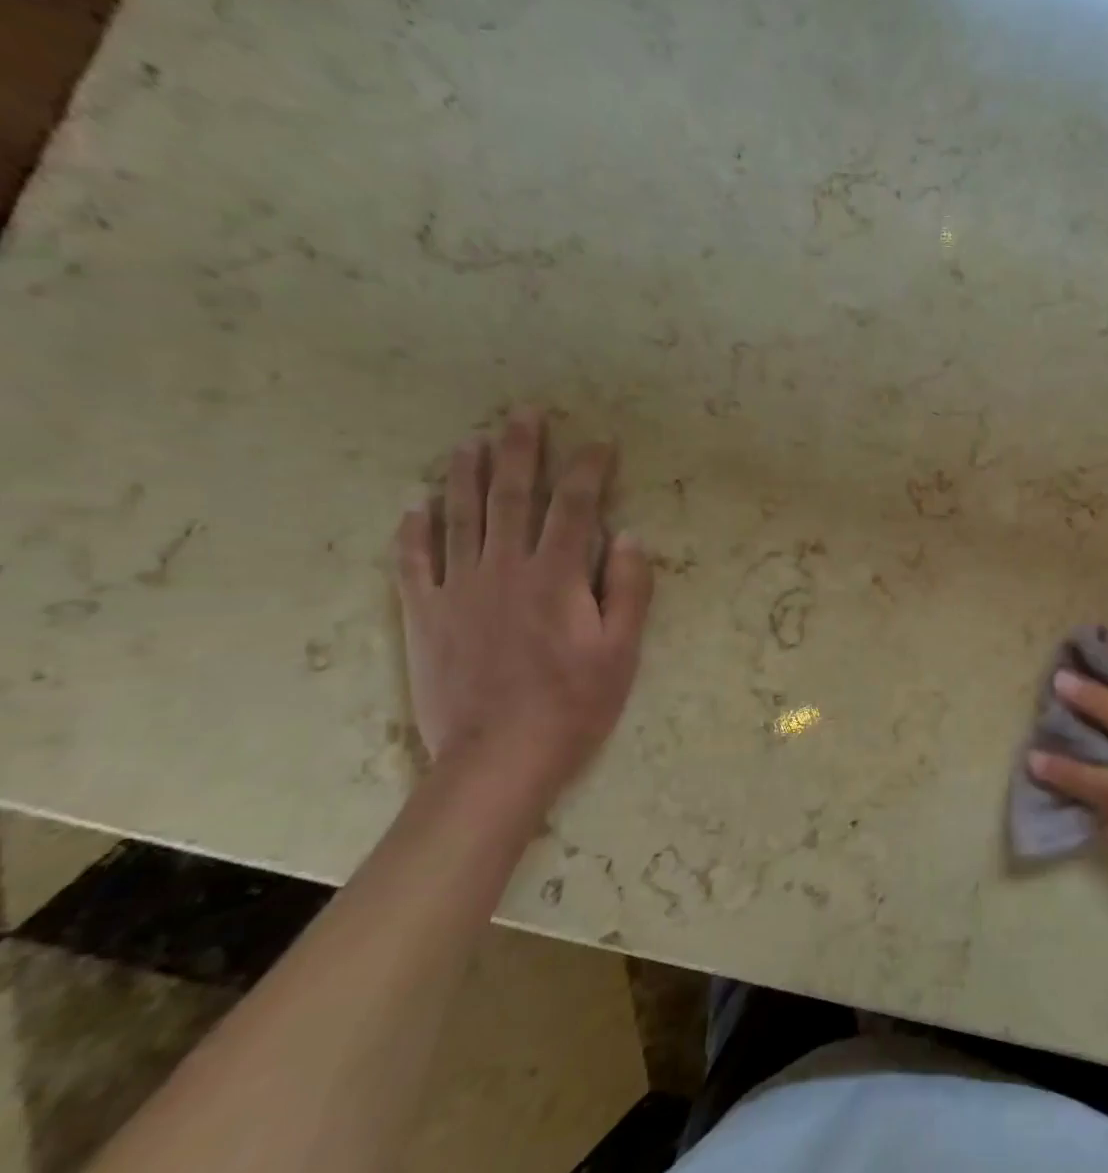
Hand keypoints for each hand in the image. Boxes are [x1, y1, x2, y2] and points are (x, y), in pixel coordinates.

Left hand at [391, 409, 652, 807]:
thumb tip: (628, 536)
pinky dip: (414, 531)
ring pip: (459, 518)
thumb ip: (628, 589)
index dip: (589, 470)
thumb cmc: (574, 705)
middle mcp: (504, 569)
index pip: (576, 506)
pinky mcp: (425, 616)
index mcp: (556, 576)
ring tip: (471, 442)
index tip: (600, 443)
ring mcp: (457, 590)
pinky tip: (417, 507)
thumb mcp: (622, 651)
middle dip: (521, 451)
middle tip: (523, 414)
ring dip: (466, 475)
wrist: (498, 758)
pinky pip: (413, 563)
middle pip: (511, 497)